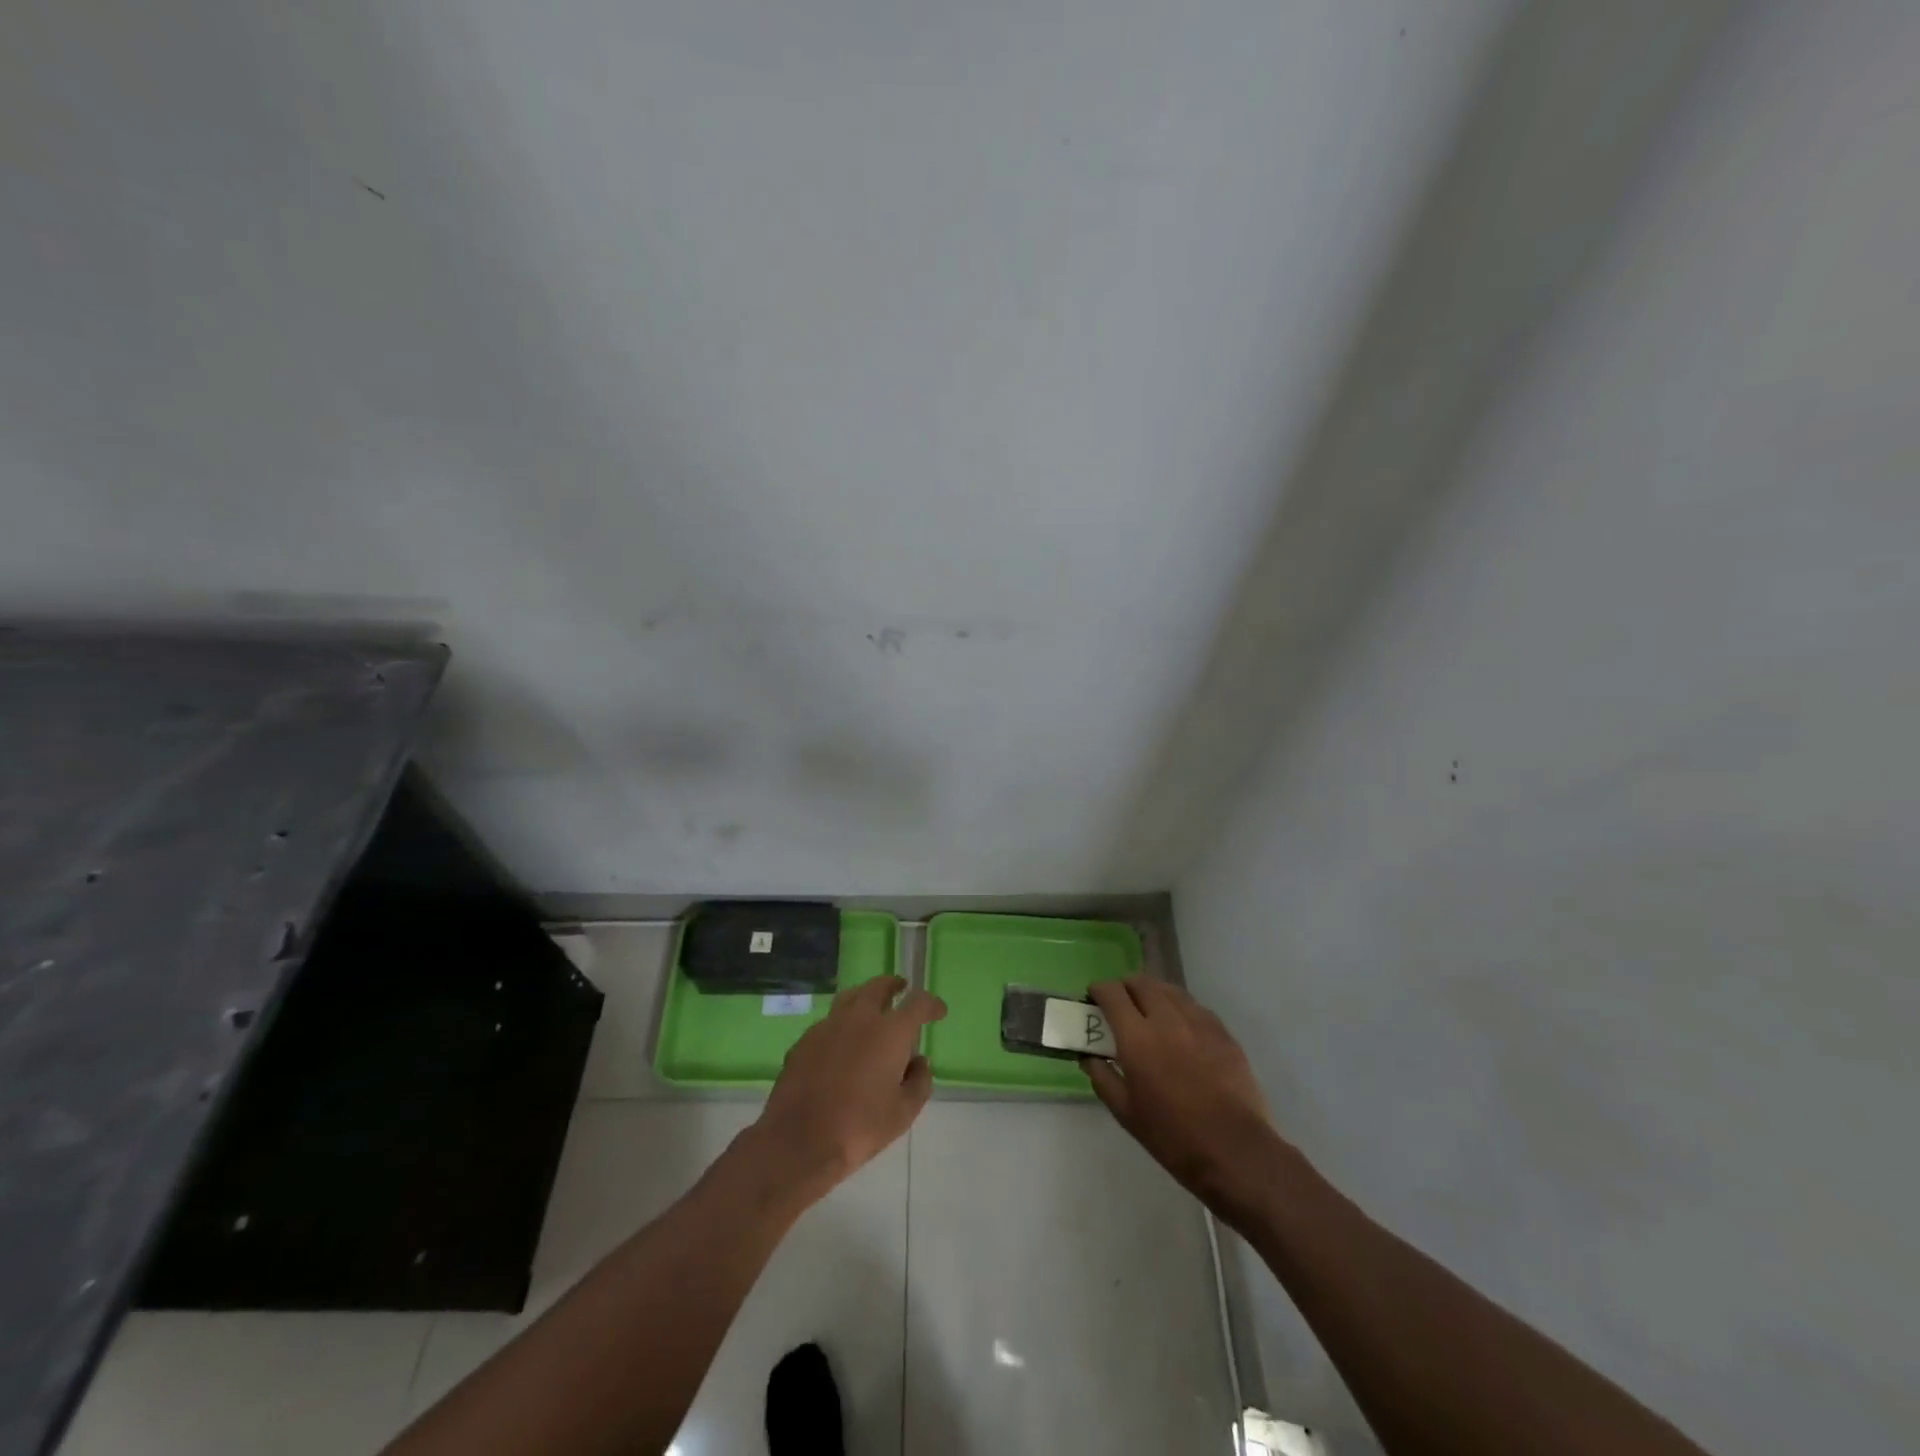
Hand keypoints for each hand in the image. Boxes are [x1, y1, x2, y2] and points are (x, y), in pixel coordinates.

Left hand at [748, 976, 945, 1200]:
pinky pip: (830, 1021)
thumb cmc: (859, 1127)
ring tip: (872, 1007)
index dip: (931, 1004)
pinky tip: (842, 1042)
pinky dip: (842, 1023)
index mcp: (890, 1032)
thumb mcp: (903, 1113)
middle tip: (902, 989)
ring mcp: (828, 1025)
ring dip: (866, 996)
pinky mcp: (804, 1040)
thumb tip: (918, 1062)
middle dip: (894, 985)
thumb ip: (919, 1082)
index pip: (918, 1003)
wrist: (798, 1141)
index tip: (939, 1011)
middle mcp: (860, 1018)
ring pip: (851, 997)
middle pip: (879, 986)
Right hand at [1085, 977, 1287, 1212]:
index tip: (1094, 997)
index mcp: (1137, 1037)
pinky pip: (1194, 1006)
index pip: (1112, 993)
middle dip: (1125, 986)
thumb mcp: (1126, 1114)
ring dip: (1153, 992)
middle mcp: (1166, 1019)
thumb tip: (1090, 1058)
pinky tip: (1180, 1027)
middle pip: (1141, 982)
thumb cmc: (1173, 1136)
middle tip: (1120, 1003)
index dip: (1099, 989)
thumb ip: (1103, 1078)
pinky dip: (1179, 1007)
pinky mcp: (1223, 1032)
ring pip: (1169, 990)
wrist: (1235, 1151)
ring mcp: (1198, 1022)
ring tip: (1149, 1010)